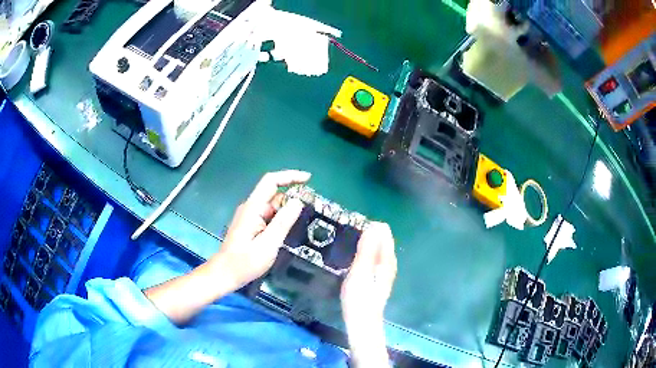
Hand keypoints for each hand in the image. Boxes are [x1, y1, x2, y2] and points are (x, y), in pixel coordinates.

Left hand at [209, 170, 309, 288]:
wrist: (225, 273)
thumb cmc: (245, 262)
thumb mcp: (268, 244)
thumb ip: (283, 222)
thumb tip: (298, 201)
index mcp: (253, 208)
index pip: (271, 182)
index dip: (290, 176)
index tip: (308, 179)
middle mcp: (251, 207)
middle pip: (274, 193)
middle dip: (293, 196)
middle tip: (312, 208)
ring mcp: (250, 216)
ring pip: (273, 205)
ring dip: (287, 210)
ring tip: (304, 222)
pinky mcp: (251, 224)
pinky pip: (269, 215)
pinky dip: (281, 218)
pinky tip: (290, 230)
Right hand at [341, 222, 396, 366]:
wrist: (362, 322)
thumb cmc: (359, 297)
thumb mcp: (360, 271)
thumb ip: (367, 249)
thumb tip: (374, 225)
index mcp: (387, 258)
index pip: (383, 231)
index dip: (367, 226)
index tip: (350, 230)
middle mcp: (389, 261)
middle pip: (380, 238)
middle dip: (365, 234)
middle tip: (345, 239)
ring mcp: (384, 270)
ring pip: (375, 248)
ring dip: (362, 244)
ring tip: (344, 246)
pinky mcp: (376, 277)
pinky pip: (371, 257)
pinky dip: (362, 253)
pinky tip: (350, 260)